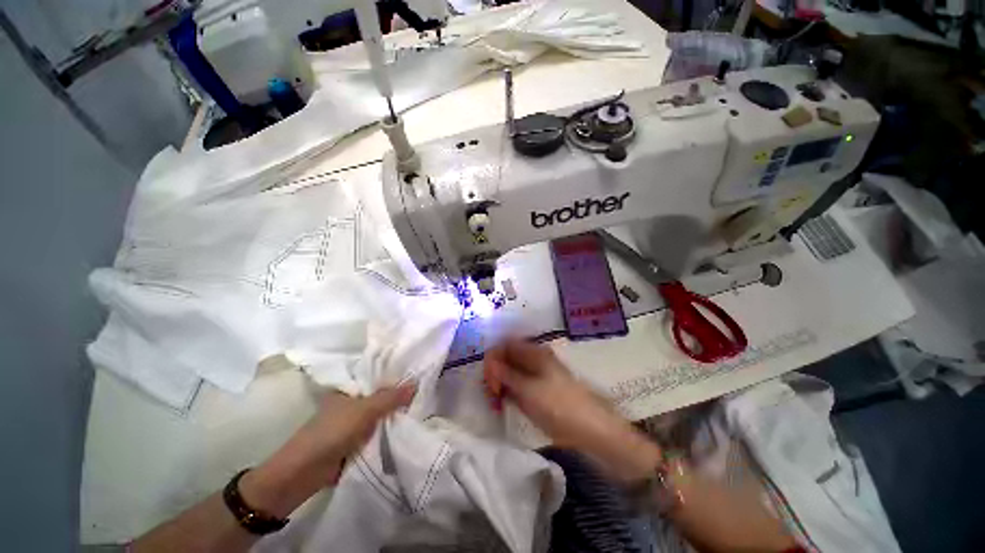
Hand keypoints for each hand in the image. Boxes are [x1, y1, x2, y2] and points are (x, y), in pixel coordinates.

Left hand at [241, 384, 415, 516]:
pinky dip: (389, 430)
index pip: (377, 376)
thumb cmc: (332, 432)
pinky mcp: (355, 441)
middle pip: (381, 396)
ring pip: (380, 414)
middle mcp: (352, 402)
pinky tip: (408, 426)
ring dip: (395, 414)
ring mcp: (353, 422)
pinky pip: (377, 431)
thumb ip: (390, 397)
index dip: (396, 375)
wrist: (305, 473)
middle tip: (424, 389)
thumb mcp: (364, 410)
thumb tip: (416, 382)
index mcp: (349, 389)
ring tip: (422, 405)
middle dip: (399, 396)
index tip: (417, 372)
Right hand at [484, 339, 661, 481]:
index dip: (493, 358)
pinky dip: (508, 393)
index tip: (489, 380)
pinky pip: (517, 386)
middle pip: (506, 358)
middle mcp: (534, 360)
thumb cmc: (559, 406)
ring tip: (496, 404)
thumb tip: (489, 362)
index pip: (505, 345)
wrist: (590, 430)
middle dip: (494, 374)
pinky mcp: (538, 391)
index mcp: (534, 353)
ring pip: (510, 373)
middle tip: (491, 395)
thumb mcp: (528, 390)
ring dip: (499, 385)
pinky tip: (504, 406)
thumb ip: (505, 375)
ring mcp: (536, 376)